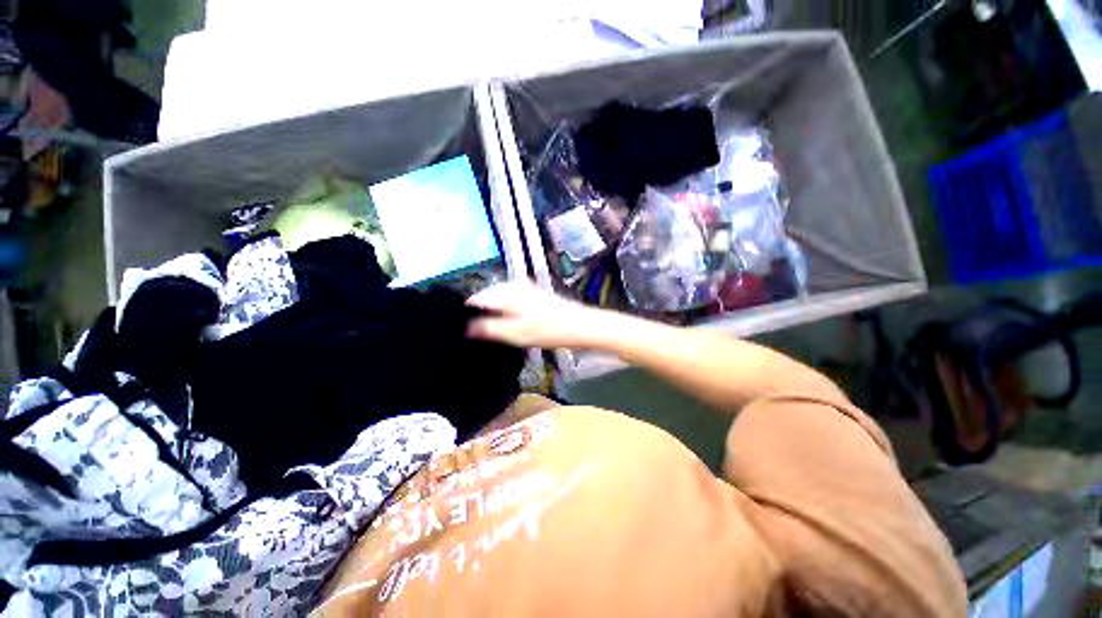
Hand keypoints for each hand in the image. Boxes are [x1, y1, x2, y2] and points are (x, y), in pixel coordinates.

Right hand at [466, 280, 606, 348]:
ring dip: (492, 310)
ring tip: (490, 328)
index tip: (461, 327)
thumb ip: (489, 329)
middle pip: (487, 295)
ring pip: (499, 296)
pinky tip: (507, 320)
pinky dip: (505, 307)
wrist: (579, 325)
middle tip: (476, 331)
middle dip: (479, 311)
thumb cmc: (547, 330)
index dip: (466, 312)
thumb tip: (466, 328)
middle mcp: (513, 286)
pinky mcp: (533, 292)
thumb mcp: (516, 333)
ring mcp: (525, 287)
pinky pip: (510, 297)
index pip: (476, 298)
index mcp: (505, 293)